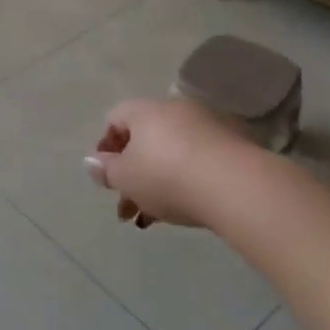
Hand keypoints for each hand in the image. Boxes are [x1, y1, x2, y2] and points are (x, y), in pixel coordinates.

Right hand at [84, 97, 246, 228]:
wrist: (236, 185)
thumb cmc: (167, 176)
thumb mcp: (125, 178)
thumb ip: (105, 170)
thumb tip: (93, 161)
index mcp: (145, 110)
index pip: (115, 118)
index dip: (105, 147)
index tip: (106, 176)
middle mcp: (176, 111)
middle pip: (144, 139)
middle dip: (131, 174)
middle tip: (126, 207)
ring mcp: (207, 126)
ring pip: (171, 154)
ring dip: (156, 183)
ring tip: (151, 218)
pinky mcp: (233, 147)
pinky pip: (197, 162)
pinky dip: (185, 182)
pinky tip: (183, 210)